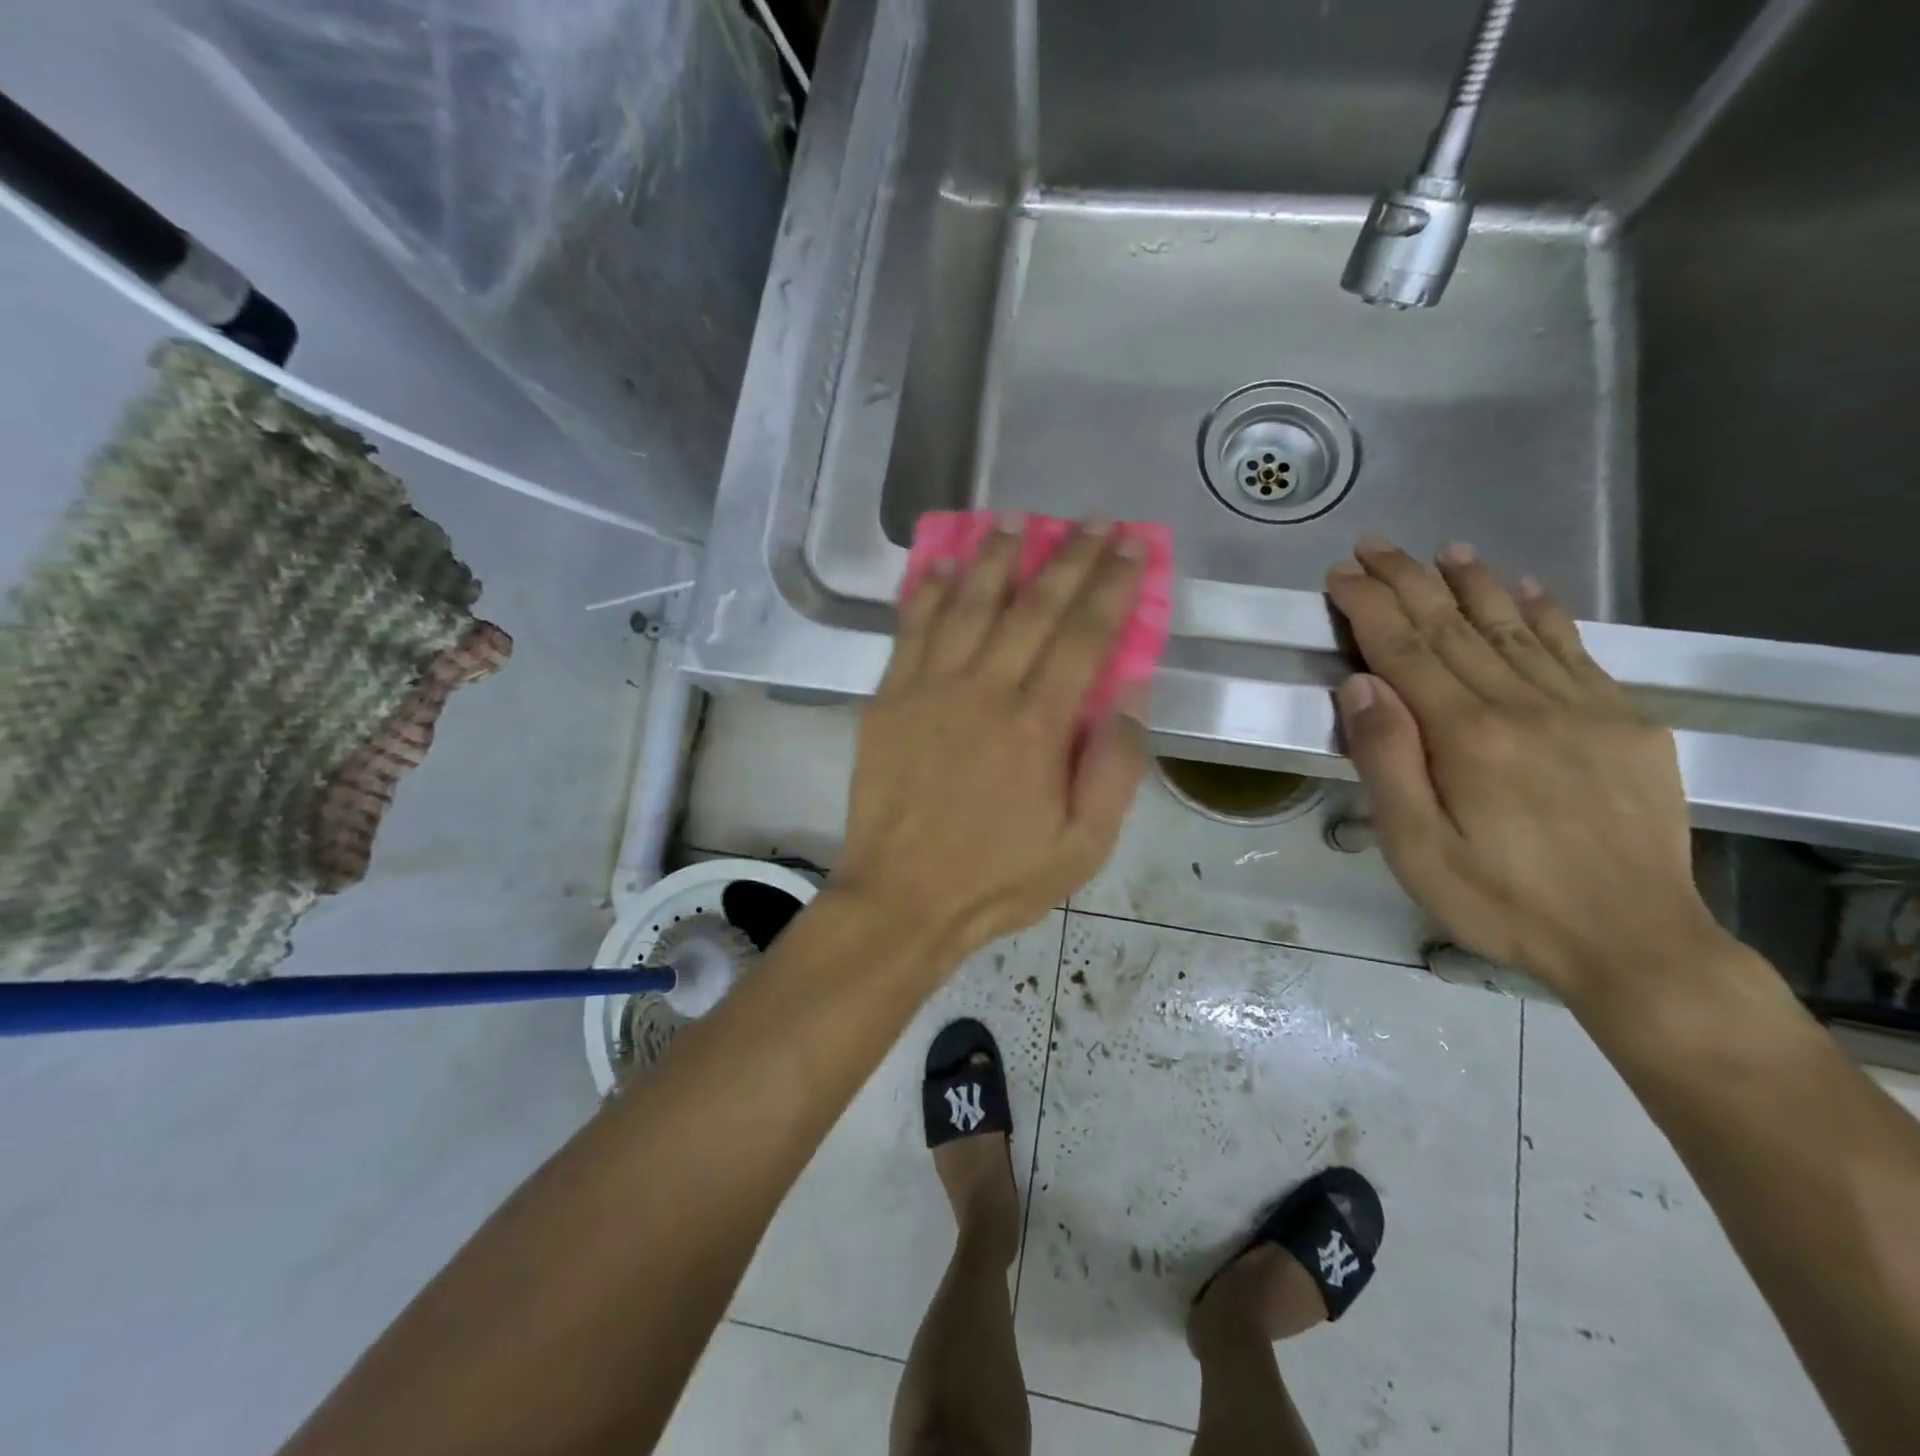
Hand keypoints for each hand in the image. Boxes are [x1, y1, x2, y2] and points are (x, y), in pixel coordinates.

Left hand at [839, 517, 1150, 963]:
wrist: (902, 899)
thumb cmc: (998, 879)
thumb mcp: (1083, 846)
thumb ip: (1115, 767)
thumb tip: (1132, 692)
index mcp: (1038, 725)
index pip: (1085, 635)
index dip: (1112, 584)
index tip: (1132, 545)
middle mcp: (984, 690)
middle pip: (1033, 607)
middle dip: (1069, 557)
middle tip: (1093, 521)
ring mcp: (929, 690)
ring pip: (968, 604)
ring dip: (996, 557)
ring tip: (1017, 519)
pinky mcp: (888, 700)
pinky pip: (909, 631)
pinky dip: (926, 592)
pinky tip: (941, 563)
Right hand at [1324, 537, 1728, 1001]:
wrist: (1635, 942)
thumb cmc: (1501, 901)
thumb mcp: (1416, 848)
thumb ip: (1387, 761)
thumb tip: (1360, 685)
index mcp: (1467, 735)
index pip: (1405, 649)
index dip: (1369, 605)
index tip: (1340, 575)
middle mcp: (1524, 705)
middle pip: (1455, 626)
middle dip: (1409, 580)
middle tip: (1374, 546)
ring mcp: (1583, 708)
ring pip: (1515, 627)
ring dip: (1475, 583)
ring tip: (1447, 551)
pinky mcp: (1625, 723)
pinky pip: (1576, 651)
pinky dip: (1545, 614)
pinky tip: (1528, 590)